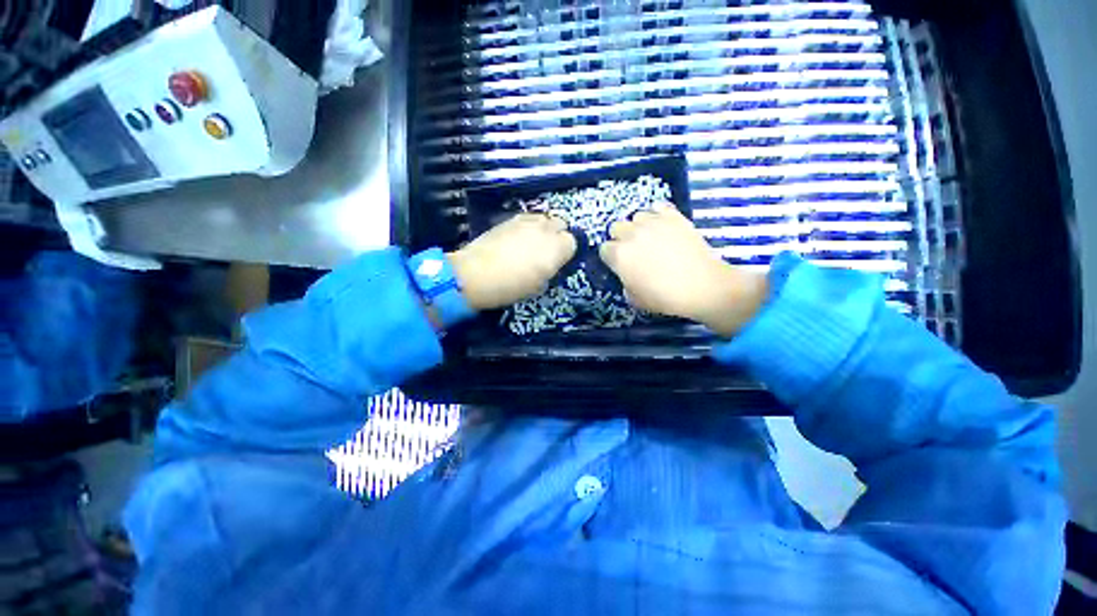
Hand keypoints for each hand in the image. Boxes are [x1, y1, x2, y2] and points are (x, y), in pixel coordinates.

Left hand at [449, 213, 577, 310]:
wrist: (476, 274)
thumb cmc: (511, 287)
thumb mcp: (539, 286)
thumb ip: (551, 270)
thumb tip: (550, 265)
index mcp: (556, 249)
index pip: (572, 242)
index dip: (566, 252)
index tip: (558, 261)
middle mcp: (545, 230)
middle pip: (561, 223)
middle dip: (558, 234)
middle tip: (548, 249)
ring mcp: (527, 221)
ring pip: (545, 217)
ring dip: (544, 228)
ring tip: (534, 241)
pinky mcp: (510, 219)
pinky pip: (528, 218)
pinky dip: (529, 225)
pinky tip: (519, 237)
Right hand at [599, 204, 768, 336]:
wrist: (703, 286)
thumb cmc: (666, 297)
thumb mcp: (636, 299)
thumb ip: (625, 283)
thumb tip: (628, 275)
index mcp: (619, 256)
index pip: (604, 249)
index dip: (611, 257)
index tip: (620, 265)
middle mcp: (631, 234)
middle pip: (616, 227)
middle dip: (621, 238)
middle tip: (634, 250)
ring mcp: (653, 222)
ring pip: (636, 216)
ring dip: (639, 226)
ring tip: (650, 237)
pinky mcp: (673, 216)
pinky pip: (658, 207)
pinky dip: (657, 215)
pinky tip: (663, 226)